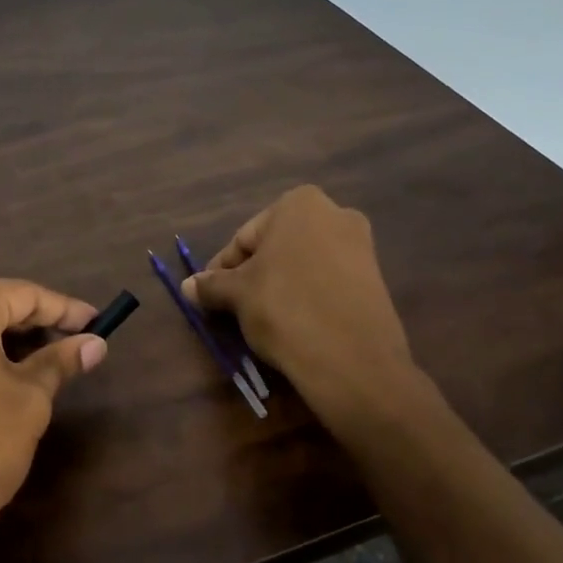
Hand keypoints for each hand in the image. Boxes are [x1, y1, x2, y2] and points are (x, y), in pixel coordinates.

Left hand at [0, 279, 106, 562]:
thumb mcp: (29, 398)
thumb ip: (60, 361)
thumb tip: (95, 344)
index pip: (22, 294)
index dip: (65, 309)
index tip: (98, 322)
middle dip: (34, 325)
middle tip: (75, 343)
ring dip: (4, 343)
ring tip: (45, 364)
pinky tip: (1, 381)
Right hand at [185, 186, 414, 417]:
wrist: (352, 359)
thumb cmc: (285, 308)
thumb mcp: (238, 295)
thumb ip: (211, 285)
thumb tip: (188, 286)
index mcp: (300, 203)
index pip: (245, 238)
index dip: (223, 269)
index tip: (210, 296)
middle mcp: (336, 214)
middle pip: (276, 248)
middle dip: (254, 275)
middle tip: (234, 308)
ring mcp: (361, 247)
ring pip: (302, 265)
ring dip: (279, 287)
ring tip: (262, 320)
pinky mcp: (375, 280)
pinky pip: (327, 283)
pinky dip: (307, 298)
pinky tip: (295, 325)